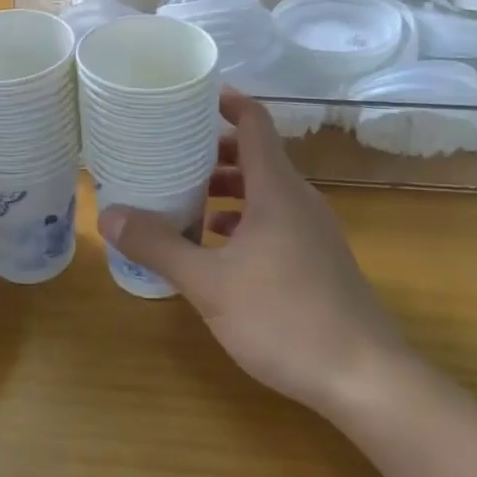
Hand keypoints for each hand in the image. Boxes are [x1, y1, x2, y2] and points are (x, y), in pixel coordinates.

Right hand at [96, 89, 408, 414]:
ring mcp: (314, 231)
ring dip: (228, 190)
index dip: (227, 101)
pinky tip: (219, 249)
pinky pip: (277, 220)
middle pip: (256, 155)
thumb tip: (108, 214)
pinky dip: (245, 220)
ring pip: (266, 191)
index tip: (193, 96)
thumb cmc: (285, 318)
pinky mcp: (320, 261)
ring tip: (187, 201)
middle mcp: (299, 199)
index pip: (254, 121)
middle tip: (172, 155)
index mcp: (276, 188)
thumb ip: (159, 246)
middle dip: (214, 152)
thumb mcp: (210, 284)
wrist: (368, 380)